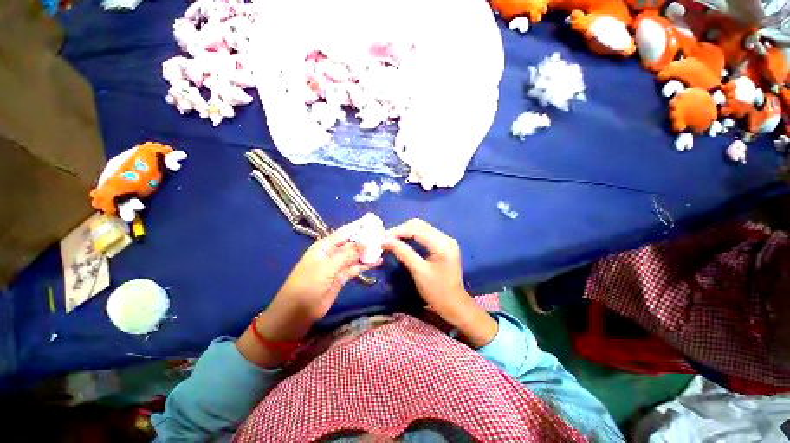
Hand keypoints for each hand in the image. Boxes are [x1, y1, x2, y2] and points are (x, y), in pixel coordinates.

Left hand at [260, 222, 381, 340]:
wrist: (298, 311)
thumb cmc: (308, 284)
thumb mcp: (327, 267)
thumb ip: (347, 254)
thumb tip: (364, 243)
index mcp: (325, 246)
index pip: (344, 232)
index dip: (357, 226)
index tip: (372, 221)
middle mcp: (332, 253)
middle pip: (352, 243)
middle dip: (365, 239)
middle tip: (383, 235)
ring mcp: (337, 266)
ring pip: (355, 256)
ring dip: (367, 252)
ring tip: (383, 247)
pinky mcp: (342, 277)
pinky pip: (356, 268)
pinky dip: (366, 265)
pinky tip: (377, 262)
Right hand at [383, 219, 496, 347]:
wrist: (454, 305)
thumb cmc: (437, 291)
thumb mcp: (418, 271)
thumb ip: (403, 253)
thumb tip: (386, 240)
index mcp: (442, 243)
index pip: (417, 230)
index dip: (398, 231)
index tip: (382, 237)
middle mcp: (445, 238)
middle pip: (419, 225)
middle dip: (401, 230)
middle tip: (385, 239)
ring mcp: (444, 241)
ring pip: (421, 229)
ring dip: (405, 233)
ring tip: (391, 240)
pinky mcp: (442, 246)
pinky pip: (424, 235)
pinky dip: (411, 237)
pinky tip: (401, 242)